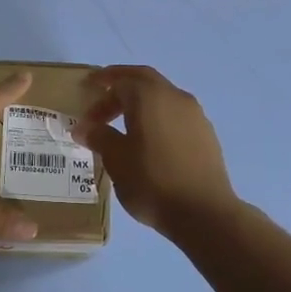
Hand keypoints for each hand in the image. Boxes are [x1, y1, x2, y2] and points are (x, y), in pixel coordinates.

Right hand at [74, 65, 236, 236]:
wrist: (204, 212)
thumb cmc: (152, 181)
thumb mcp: (116, 159)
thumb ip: (99, 137)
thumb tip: (83, 127)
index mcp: (149, 96)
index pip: (119, 81)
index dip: (99, 94)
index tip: (84, 109)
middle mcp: (175, 96)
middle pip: (144, 79)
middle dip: (121, 85)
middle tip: (102, 97)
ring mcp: (195, 115)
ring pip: (163, 96)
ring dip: (141, 103)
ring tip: (124, 126)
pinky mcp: (206, 134)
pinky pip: (176, 115)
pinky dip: (158, 118)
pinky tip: (150, 142)